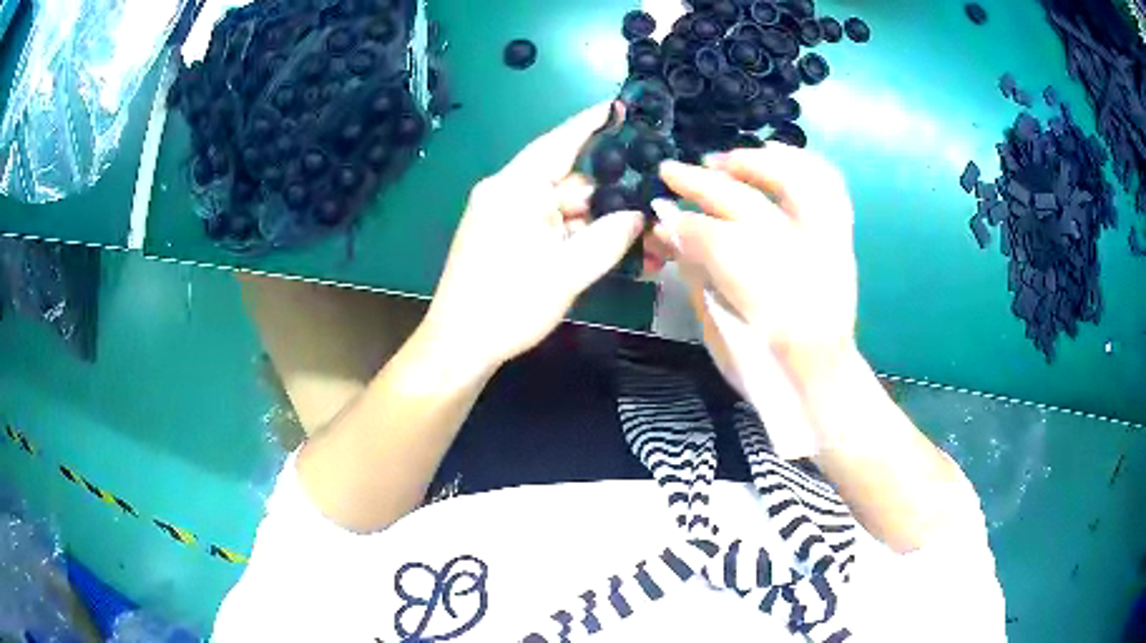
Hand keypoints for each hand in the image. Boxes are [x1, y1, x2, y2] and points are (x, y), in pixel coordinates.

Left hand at [422, 102, 644, 371]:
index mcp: (515, 188)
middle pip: (564, 179)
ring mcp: (499, 213)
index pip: (559, 142)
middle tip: (641, 210)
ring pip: (556, 204)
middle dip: (602, 194)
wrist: (459, 345)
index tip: (619, 107)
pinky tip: (591, 250)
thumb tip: (637, 215)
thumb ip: (609, 238)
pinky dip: (568, 233)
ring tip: (625, 240)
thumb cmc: (509, 305)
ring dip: (587, 220)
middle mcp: (504, 191)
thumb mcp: (568, 272)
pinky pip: (543, 221)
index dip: (591, 123)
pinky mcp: (498, 233)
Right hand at [654, 144, 858, 391]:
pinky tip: (773, 152)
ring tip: (722, 160)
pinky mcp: (842, 241)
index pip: (714, 240)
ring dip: (751, 163)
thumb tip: (671, 234)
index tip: (657, 214)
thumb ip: (698, 279)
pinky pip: (829, 188)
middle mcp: (806, 263)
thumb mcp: (721, 336)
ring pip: (794, 182)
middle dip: (702, 184)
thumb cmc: (767, 369)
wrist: (824, 381)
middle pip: (747, 204)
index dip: (681, 224)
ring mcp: (830, 247)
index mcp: (770, 299)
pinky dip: (802, 164)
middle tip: (671, 171)